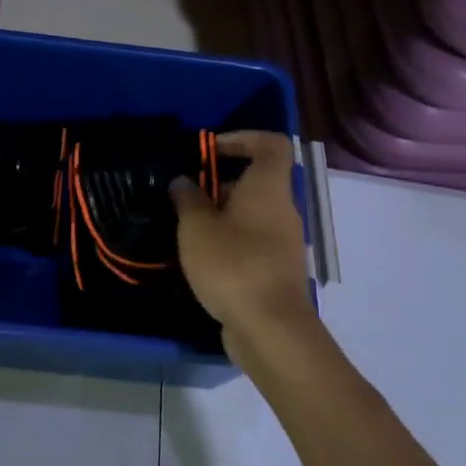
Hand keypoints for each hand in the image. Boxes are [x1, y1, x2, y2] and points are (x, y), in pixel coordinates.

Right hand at [171, 131, 317, 368]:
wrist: (270, 328)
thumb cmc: (233, 265)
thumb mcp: (197, 228)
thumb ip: (187, 199)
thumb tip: (183, 181)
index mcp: (268, 189)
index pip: (270, 144)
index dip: (242, 137)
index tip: (210, 150)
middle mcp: (282, 209)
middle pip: (256, 180)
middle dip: (219, 181)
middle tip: (185, 193)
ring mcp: (282, 241)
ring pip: (251, 213)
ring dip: (220, 213)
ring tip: (186, 226)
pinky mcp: (275, 269)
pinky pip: (251, 240)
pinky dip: (228, 239)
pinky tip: (201, 256)